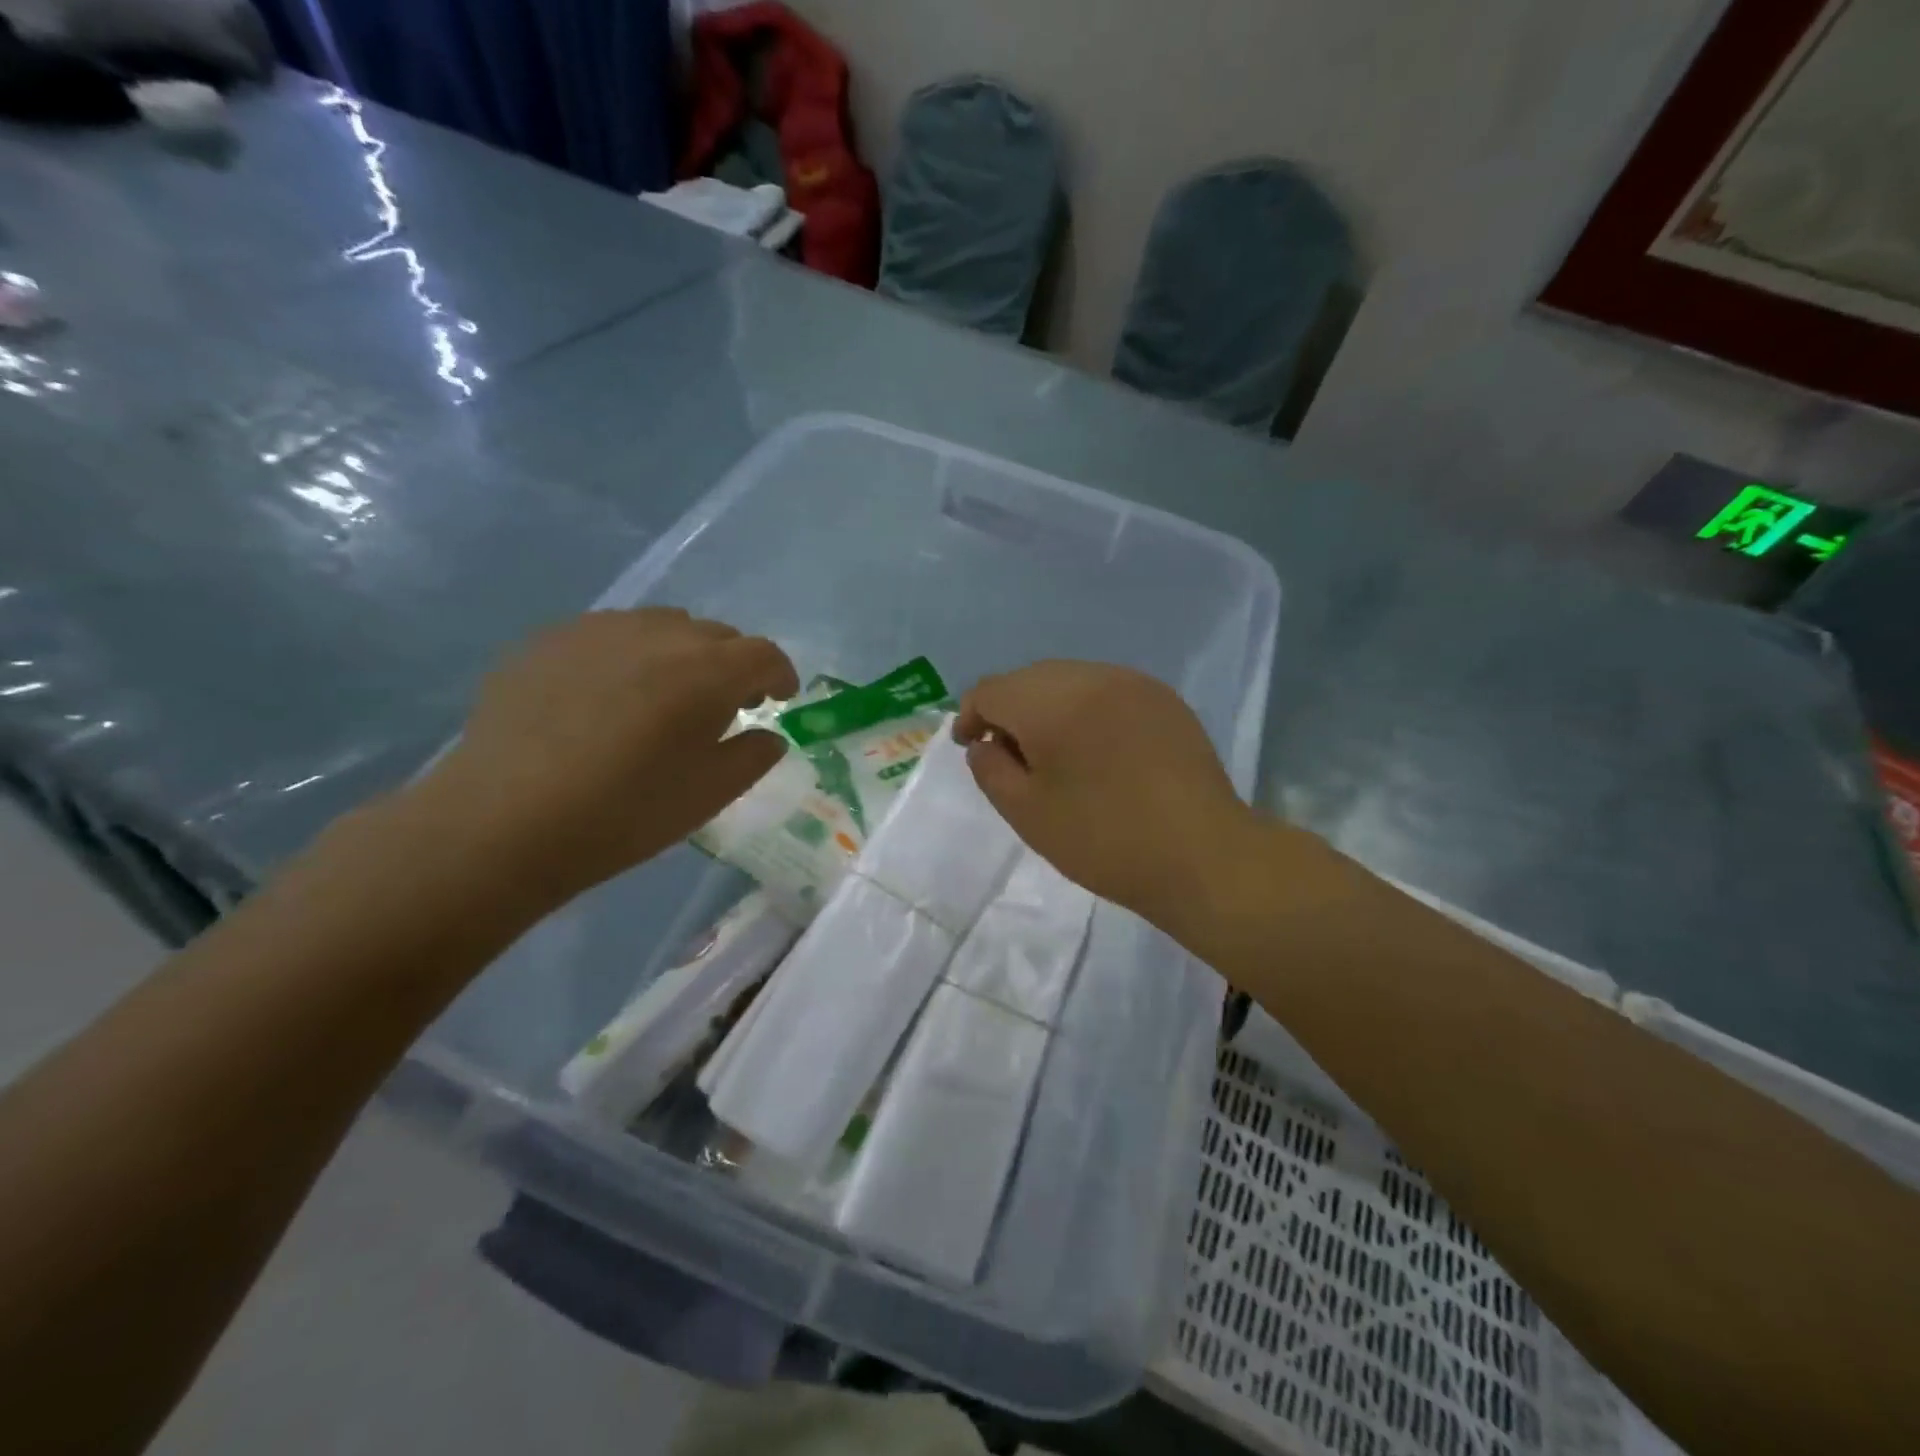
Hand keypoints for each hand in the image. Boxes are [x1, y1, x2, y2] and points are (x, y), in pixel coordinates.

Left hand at [415, 609, 797, 904]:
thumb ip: (753, 756)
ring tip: (664, 696)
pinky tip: (607, 697)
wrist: (504, 820)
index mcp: (707, 672)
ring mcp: (599, 629)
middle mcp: (659, 634)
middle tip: (724, 705)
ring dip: (681, 654)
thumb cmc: (624, 813)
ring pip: (662, 626)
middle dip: (732, 665)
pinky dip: (629, 656)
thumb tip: (767, 734)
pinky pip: (610, 635)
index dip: (780, 674)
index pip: (763, 654)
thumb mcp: (710, 794)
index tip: (779, 699)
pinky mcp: (550, 639)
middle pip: (715, 635)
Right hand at [954, 662, 1256, 926]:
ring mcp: (1133, 683)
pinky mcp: (1164, 699)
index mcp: (1050, 702)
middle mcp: (1091, 676)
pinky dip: (1087, 710)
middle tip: (1010, 757)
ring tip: (1055, 754)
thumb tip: (985, 743)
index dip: (971, 717)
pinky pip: (1106, 690)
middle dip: (1009, 710)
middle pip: (1029, 679)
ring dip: (1048, 708)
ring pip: (1069, 680)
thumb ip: (990, 770)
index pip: (991, 690)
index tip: (971, 749)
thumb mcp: (1027, 814)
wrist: (1202, 855)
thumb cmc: (1104, 840)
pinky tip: (1097, 749)